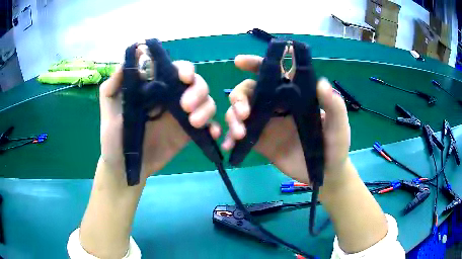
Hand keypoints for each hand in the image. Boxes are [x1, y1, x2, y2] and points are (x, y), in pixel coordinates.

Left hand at [99, 50, 219, 181]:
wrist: (124, 168)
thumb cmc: (113, 138)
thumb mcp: (109, 109)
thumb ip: (114, 84)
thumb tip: (132, 56)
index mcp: (154, 88)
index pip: (175, 70)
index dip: (184, 69)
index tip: (183, 77)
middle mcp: (170, 98)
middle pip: (196, 83)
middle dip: (197, 90)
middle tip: (186, 106)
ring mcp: (180, 116)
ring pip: (205, 102)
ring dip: (206, 108)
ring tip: (194, 123)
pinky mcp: (187, 134)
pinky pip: (207, 126)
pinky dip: (213, 127)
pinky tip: (212, 134)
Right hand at [222, 54, 350, 185]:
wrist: (325, 174)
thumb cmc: (335, 146)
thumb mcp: (338, 126)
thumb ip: (334, 106)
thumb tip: (322, 83)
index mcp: (294, 96)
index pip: (273, 74)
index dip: (255, 65)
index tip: (239, 62)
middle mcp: (277, 106)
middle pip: (249, 92)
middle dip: (239, 97)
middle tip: (242, 113)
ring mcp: (267, 124)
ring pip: (241, 112)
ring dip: (232, 118)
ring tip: (239, 133)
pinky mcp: (261, 142)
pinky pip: (241, 136)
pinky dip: (231, 138)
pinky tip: (229, 146)